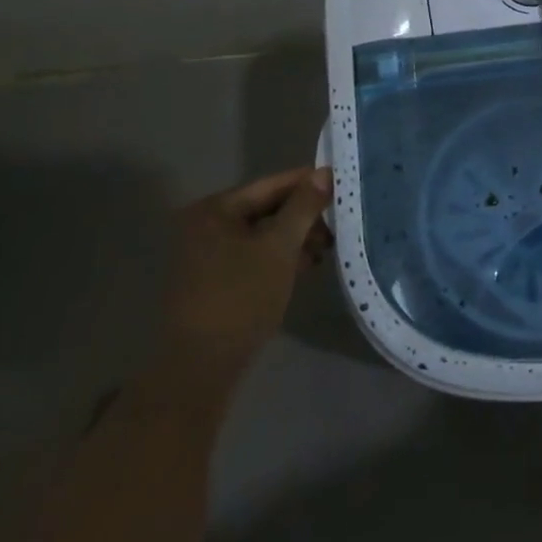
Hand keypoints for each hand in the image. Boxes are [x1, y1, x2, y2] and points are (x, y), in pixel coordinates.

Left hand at [150, 167, 333, 406]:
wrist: (200, 369)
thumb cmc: (241, 297)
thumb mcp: (279, 247)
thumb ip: (303, 207)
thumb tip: (325, 173)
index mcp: (215, 209)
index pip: (272, 184)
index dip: (309, 183)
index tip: (342, 185)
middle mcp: (205, 225)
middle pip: (267, 208)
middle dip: (304, 217)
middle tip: (338, 225)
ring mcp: (206, 254)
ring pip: (262, 234)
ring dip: (295, 238)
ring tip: (326, 249)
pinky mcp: (213, 280)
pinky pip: (253, 255)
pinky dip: (279, 257)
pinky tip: (305, 266)